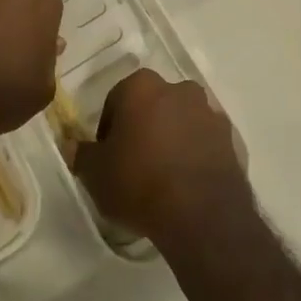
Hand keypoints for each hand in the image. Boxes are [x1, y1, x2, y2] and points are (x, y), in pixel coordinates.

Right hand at [67, 70, 251, 246]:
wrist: (201, 214)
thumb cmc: (140, 182)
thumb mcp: (96, 174)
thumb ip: (81, 154)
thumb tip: (70, 145)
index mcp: (142, 86)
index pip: (116, 100)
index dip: (109, 129)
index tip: (108, 156)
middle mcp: (177, 88)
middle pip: (152, 105)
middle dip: (143, 127)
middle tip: (134, 164)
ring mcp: (207, 111)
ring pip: (180, 120)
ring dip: (170, 138)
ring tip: (162, 176)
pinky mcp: (229, 138)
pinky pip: (203, 141)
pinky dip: (194, 154)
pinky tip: (186, 184)